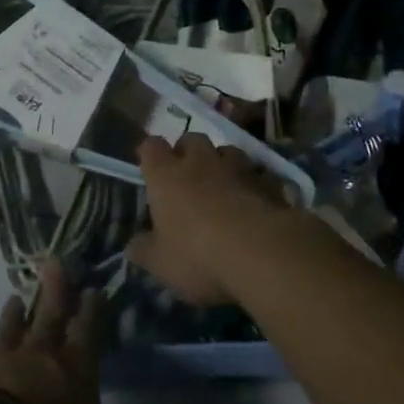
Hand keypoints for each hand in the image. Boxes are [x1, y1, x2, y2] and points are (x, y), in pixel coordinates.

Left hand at [0, 261, 111, 403]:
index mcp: (77, 371)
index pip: (88, 331)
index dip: (92, 310)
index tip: (92, 290)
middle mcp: (41, 356)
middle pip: (50, 314)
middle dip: (56, 289)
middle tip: (55, 263)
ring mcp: (4, 359)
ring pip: (13, 327)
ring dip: (17, 312)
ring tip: (16, 298)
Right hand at [125, 133, 292, 305]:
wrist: (263, 254)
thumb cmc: (198, 255)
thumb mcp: (160, 263)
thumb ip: (144, 252)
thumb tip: (132, 247)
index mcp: (166, 176)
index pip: (151, 147)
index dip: (150, 154)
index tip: (150, 166)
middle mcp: (201, 163)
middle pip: (192, 139)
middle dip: (188, 151)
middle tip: (187, 173)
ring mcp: (239, 170)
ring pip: (229, 151)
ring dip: (224, 163)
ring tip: (224, 183)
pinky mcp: (270, 184)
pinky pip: (262, 175)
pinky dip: (258, 184)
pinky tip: (258, 200)